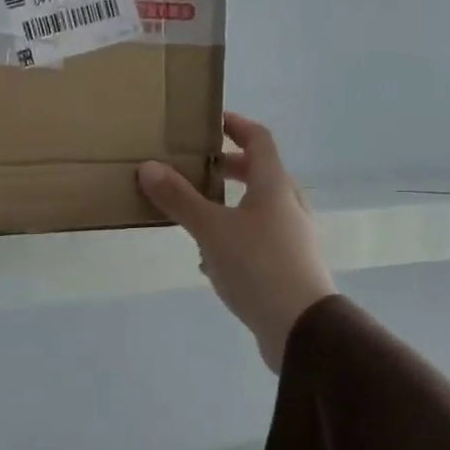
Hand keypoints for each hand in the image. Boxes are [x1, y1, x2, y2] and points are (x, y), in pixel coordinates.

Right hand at [137, 114, 336, 372]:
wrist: (301, 328)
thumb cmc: (257, 267)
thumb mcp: (211, 230)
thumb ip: (180, 199)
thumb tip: (148, 167)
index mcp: (275, 186)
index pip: (259, 140)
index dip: (236, 125)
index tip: (211, 121)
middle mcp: (289, 206)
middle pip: (262, 174)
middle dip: (231, 168)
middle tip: (200, 168)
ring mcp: (294, 238)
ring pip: (260, 209)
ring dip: (232, 204)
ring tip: (199, 214)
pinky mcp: (289, 267)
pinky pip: (259, 239)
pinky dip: (236, 236)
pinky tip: (211, 260)